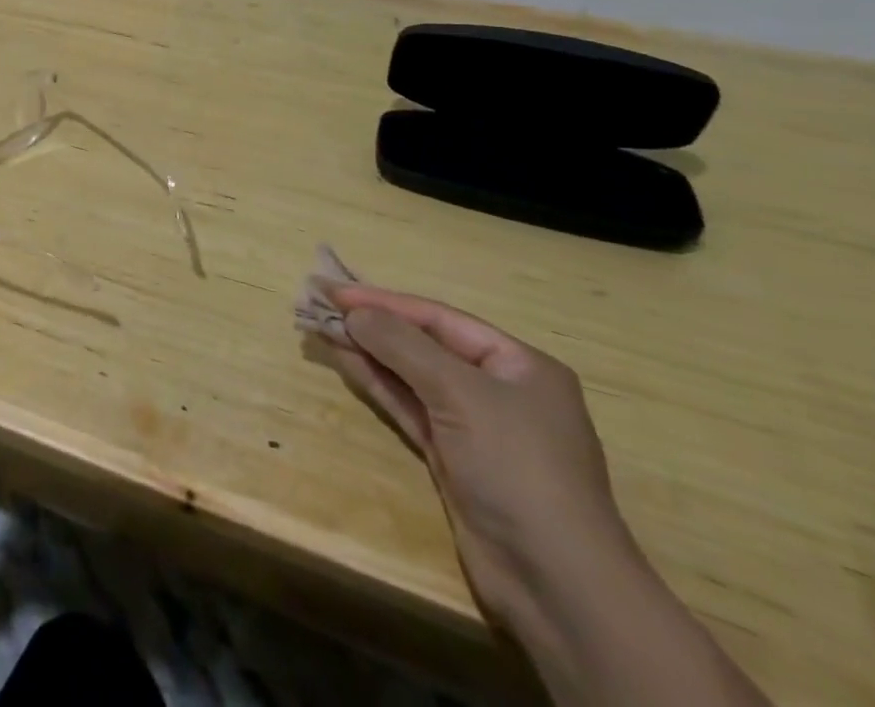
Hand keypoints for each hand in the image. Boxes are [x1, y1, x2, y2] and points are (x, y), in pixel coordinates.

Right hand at [319, 285, 638, 626]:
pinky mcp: (452, 457)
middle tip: (319, 304)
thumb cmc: (517, 468)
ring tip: (320, 327)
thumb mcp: (461, 394)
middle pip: (423, 344)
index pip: (439, 318)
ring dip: (367, 351)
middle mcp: (498, 388)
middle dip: (373, 324)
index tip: (333, 290)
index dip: (384, 301)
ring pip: (410, 375)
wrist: (555, 584)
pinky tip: (345, 361)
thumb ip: (403, 346)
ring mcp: (474, 425)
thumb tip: (354, 312)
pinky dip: (377, 383)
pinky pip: (408, 405)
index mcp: (519, 365)